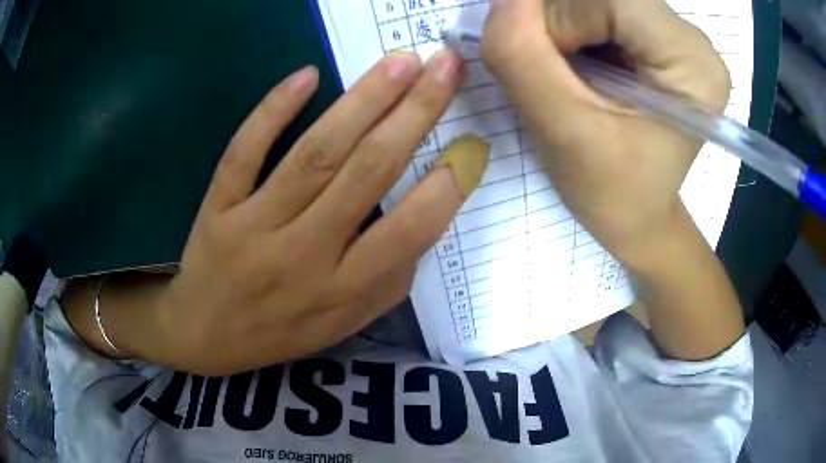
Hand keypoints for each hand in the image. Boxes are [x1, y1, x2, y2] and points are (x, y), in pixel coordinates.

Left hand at [102, 51, 488, 375]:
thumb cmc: (279, 329)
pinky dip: (273, 112)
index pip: (406, 235)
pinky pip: (244, 153)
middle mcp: (303, 257)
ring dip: (363, 101)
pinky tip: (306, 76)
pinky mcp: (219, 208)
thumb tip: (428, 217)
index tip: (470, 144)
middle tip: (444, 67)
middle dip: (414, 115)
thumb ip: (388, 280)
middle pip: (366, 174)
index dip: (443, 189)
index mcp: (342, 290)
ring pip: (314, 155)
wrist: (204, 336)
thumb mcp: (343, 324)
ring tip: (400, 62)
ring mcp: (255, 228)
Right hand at [481, 0, 730, 264]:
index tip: (549, 66)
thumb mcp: (562, 129)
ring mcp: (678, 36)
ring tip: (569, 71)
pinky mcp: (660, 38)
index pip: (616, 0)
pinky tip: (580, 63)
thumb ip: (522, 53)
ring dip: (564, 24)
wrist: (636, 213)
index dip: (563, 19)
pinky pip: (602, 7)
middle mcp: (693, 41)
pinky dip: (574, 27)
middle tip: (554, 69)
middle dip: (562, 21)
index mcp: (693, 65)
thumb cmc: (611, 191)